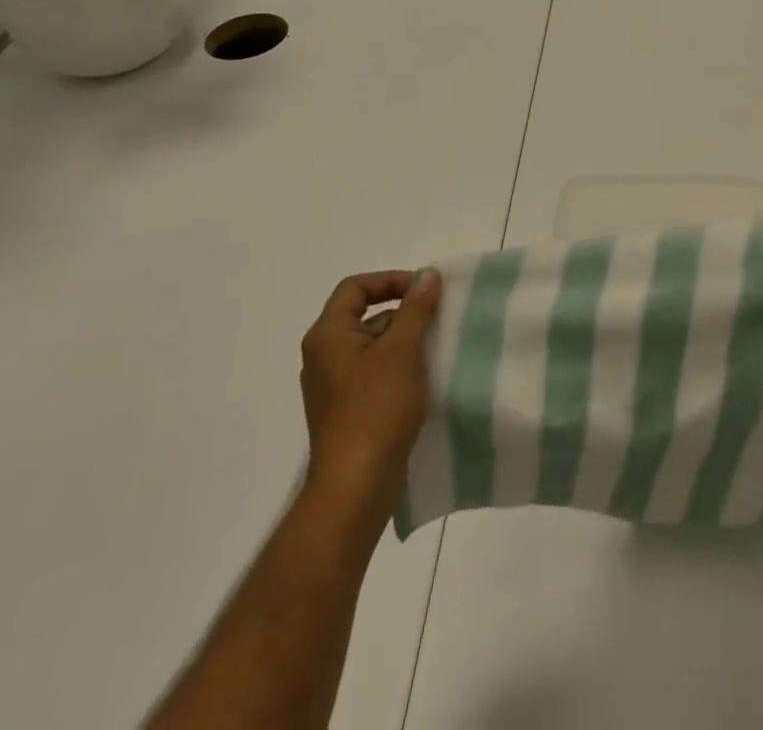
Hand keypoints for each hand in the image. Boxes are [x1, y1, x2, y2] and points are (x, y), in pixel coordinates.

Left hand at [298, 269, 441, 526]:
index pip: (355, 287)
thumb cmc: (376, 409)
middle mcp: (324, 356)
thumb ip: (416, 308)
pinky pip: (374, 372)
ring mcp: (334, 386)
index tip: (424, 290)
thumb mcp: (403, 350)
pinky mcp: (347, 410)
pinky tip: (425, 378)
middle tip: (437, 319)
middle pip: (364, 315)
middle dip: (403, 312)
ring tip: (437, 348)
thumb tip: (427, 275)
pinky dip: (399, 366)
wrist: (356, 487)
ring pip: (373, 345)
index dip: (390, 280)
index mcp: (328, 336)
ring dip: (405, 340)